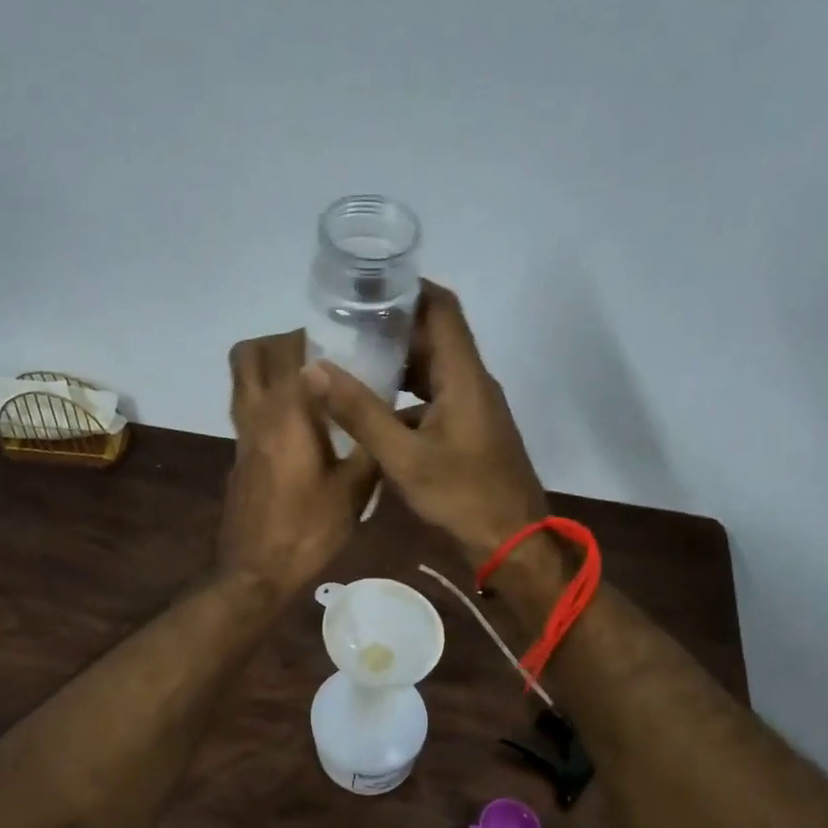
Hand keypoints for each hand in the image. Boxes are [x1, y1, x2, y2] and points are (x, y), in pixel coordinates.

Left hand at [218, 329, 377, 597]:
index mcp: (286, 414)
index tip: (345, 342)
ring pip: (242, 380)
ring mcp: (241, 436)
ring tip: (313, 386)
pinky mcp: (239, 456)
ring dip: (270, 369)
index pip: (289, 351)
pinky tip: (304, 425)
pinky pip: (247, 408)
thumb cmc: (307, 530)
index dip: (315, 337)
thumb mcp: (354, 491)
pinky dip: (268, 399)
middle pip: (249, 354)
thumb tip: (387, 416)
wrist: (256, 572)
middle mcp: (256, 414)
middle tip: (321, 357)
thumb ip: (370, 446)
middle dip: (282, 343)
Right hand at [302, 282, 546, 566]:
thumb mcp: (404, 457)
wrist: (513, 543)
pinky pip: (434, 398)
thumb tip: (314, 369)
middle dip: (392, 327)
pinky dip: (405, 396)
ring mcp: (474, 408)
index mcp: (464, 376)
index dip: (409, 288)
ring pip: (433, 370)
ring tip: (351, 362)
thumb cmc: (462, 496)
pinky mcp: (470, 431)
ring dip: (397, 364)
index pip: (442, 309)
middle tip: (345, 325)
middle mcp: (473, 383)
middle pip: (434, 337)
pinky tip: (373, 412)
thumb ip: (359, 412)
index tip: (369, 284)